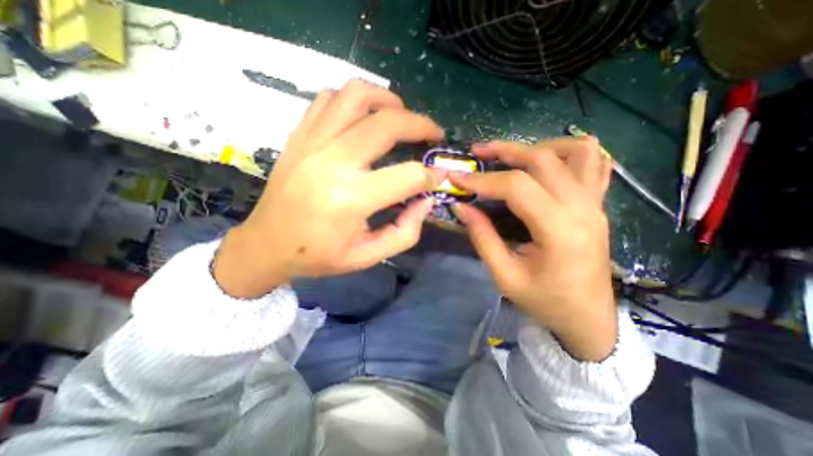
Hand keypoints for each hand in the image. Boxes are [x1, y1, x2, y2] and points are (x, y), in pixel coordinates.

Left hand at [214, 78, 442, 298]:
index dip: (431, 176)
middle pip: (387, 124)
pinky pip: (328, 99)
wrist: (267, 245)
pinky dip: (354, 100)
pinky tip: (364, 117)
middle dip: (421, 125)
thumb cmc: (319, 255)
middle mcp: (332, 163)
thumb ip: (405, 232)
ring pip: (356, 96)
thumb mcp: (368, 256)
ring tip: (401, 115)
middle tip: (433, 133)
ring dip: (388, 100)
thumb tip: (426, 201)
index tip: (438, 177)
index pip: (408, 176)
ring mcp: (311, 143)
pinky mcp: (299, 136)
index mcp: (351, 199)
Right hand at [450, 138, 616, 360]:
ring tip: (512, 156)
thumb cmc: (544, 301)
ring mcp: (596, 203)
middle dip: (505, 151)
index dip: (483, 180)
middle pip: (543, 160)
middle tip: (478, 153)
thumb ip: (481, 237)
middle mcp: (583, 209)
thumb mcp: (504, 275)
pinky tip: (547, 160)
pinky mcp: (598, 204)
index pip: (517, 188)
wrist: (587, 318)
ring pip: (575, 152)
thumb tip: (461, 207)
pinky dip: (569, 152)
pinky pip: (594, 163)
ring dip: (539, 147)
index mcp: (559, 231)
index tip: (457, 178)